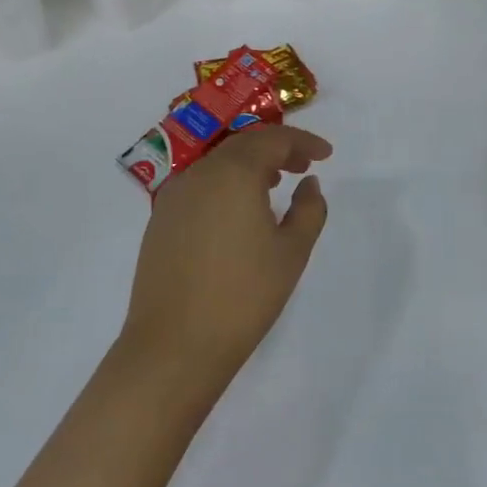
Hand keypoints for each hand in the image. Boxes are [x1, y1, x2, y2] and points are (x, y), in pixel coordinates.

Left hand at [122, 124, 333, 383]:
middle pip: (243, 145)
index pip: (272, 140)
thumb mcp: (291, 252)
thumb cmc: (242, 296)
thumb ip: (308, 210)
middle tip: (303, 166)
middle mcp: (199, 173)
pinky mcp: (160, 220)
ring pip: (218, 164)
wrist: (173, 346)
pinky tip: (238, 213)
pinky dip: (225, 185)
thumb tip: (309, 184)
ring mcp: (174, 196)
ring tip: (275, 185)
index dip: (302, 142)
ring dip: (249, 166)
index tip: (326, 154)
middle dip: (276, 150)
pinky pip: (199, 186)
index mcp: (233, 172)